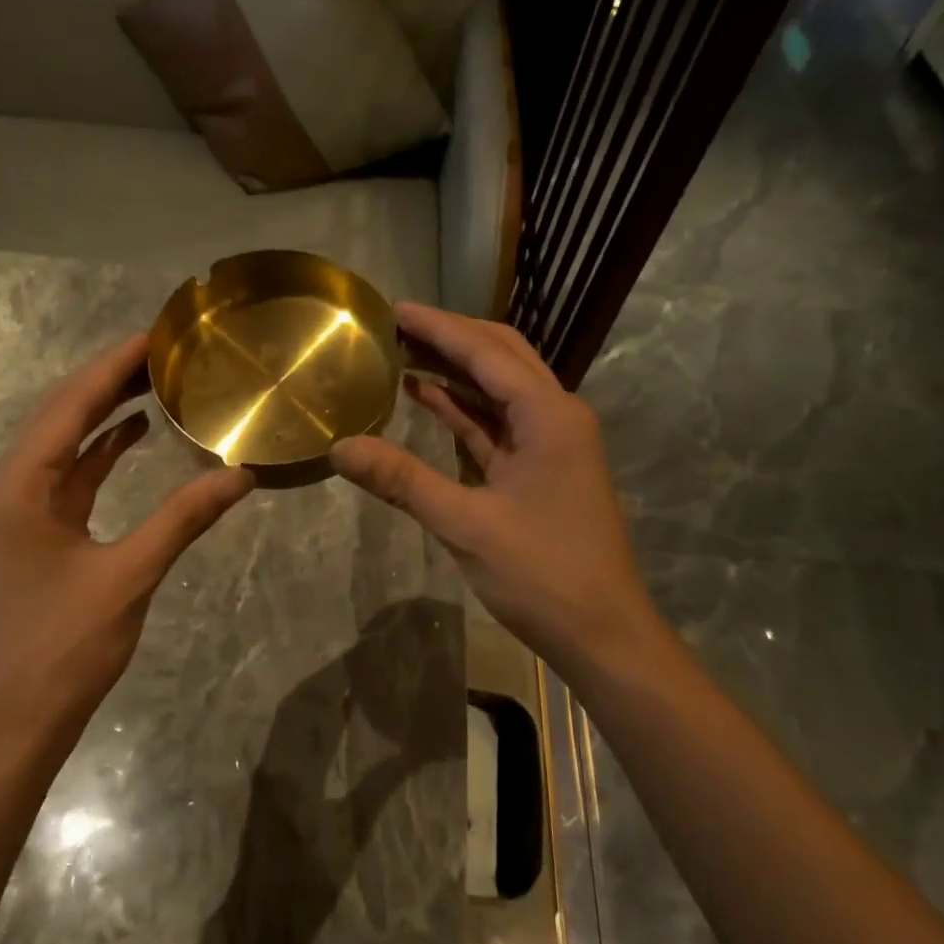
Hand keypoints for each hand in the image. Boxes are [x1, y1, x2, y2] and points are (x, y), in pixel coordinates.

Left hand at [0, 333, 253, 746]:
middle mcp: (5, 488)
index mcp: (16, 488)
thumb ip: (184, 518)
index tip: (155, 335)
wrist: (8, 725)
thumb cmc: (61, 649)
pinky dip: (97, 455)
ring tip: (153, 382)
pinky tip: (132, 437)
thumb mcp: (129, 576)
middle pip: (60, 416)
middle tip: (162, 352)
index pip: (69, 406)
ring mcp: (12, 513)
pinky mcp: (27, 535)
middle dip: (109, 381)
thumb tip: (241, 474)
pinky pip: (65, 478)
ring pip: (62, 446)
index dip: (113, 366)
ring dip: (103, 414)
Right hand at [331, 303, 660, 683]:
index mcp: (548, 415)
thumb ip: (402, 481)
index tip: (393, 309)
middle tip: (395, 326)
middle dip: (449, 338)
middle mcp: (555, 416)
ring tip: (401, 352)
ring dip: (455, 369)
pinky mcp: (539, 468)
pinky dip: (463, 408)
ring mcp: (550, 442)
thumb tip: (340, 447)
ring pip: (498, 388)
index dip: (438, 327)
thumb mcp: (466, 525)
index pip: (486, 352)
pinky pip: (497, 423)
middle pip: (500, 357)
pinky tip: (426, 397)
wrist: (604, 635)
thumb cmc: (544, 575)